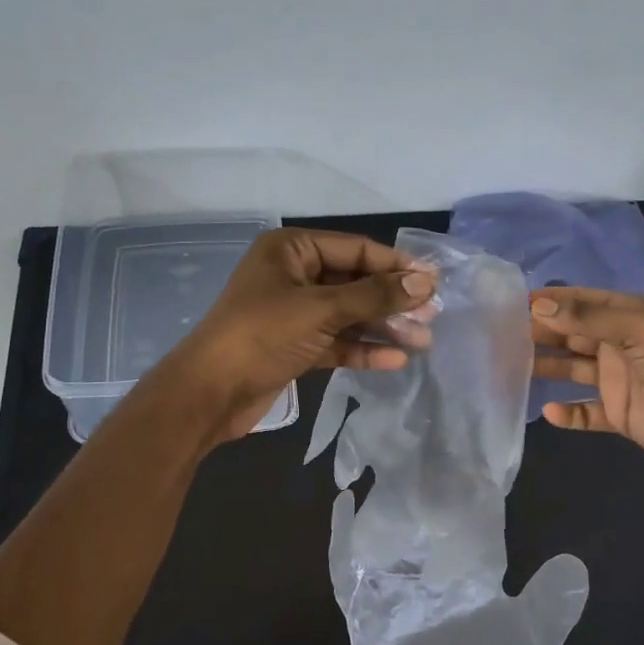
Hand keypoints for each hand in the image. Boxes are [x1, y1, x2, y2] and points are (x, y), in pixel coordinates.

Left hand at [158, 229, 435, 442]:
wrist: (209, 394)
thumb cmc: (262, 335)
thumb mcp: (321, 310)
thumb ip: (374, 296)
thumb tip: (425, 283)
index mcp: (292, 250)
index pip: (356, 250)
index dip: (396, 266)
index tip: (434, 282)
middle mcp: (293, 275)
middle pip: (355, 282)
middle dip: (392, 300)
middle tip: (431, 316)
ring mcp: (294, 312)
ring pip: (349, 314)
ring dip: (383, 327)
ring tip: (422, 341)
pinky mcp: (295, 345)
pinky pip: (336, 341)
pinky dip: (362, 349)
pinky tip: (394, 360)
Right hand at [530, 288, 643, 470]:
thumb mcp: (636, 330)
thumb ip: (587, 318)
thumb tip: (538, 305)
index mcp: (624, 317)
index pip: (580, 302)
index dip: (550, 301)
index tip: (514, 303)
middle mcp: (616, 345)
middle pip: (570, 335)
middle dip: (540, 333)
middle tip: (503, 336)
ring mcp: (615, 380)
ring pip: (571, 370)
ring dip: (547, 368)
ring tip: (513, 368)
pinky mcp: (617, 413)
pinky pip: (585, 413)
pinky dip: (567, 414)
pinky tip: (548, 412)